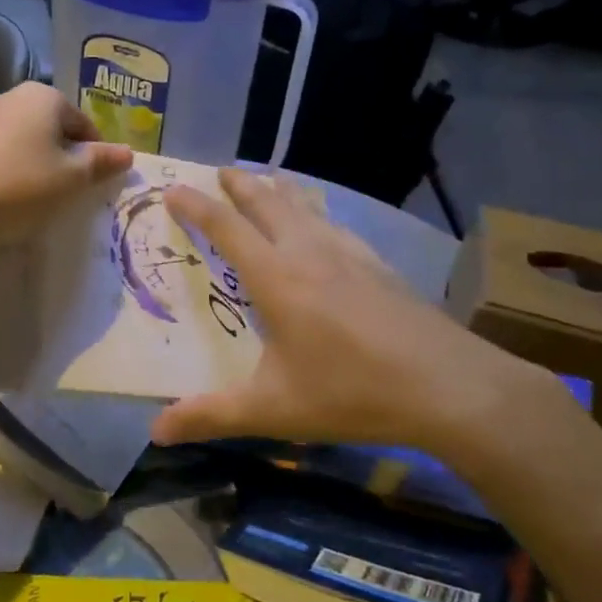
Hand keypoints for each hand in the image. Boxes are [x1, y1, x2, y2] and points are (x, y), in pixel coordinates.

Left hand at [0, 83, 131, 256]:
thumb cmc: (18, 188)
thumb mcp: (71, 180)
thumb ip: (101, 163)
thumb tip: (127, 152)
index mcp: (43, 97)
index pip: (84, 125)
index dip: (96, 157)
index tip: (93, 188)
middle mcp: (9, 97)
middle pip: (51, 130)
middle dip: (62, 160)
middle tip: (64, 197)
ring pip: (21, 142)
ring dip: (32, 167)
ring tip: (30, 203)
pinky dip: (4, 173)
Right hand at [149, 170, 560, 452]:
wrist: (445, 385)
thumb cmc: (350, 392)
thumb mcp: (273, 409)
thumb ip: (212, 416)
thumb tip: (156, 430)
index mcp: (276, 277)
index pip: (225, 228)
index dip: (196, 207)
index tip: (172, 190)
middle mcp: (308, 252)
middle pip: (267, 202)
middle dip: (239, 184)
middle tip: (219, 171)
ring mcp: (349, 253)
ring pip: (305, 206)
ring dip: (279, 190)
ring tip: (267, 181)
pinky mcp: (378, 264)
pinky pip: (335, 223)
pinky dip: (315, 211)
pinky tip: (325, 225)